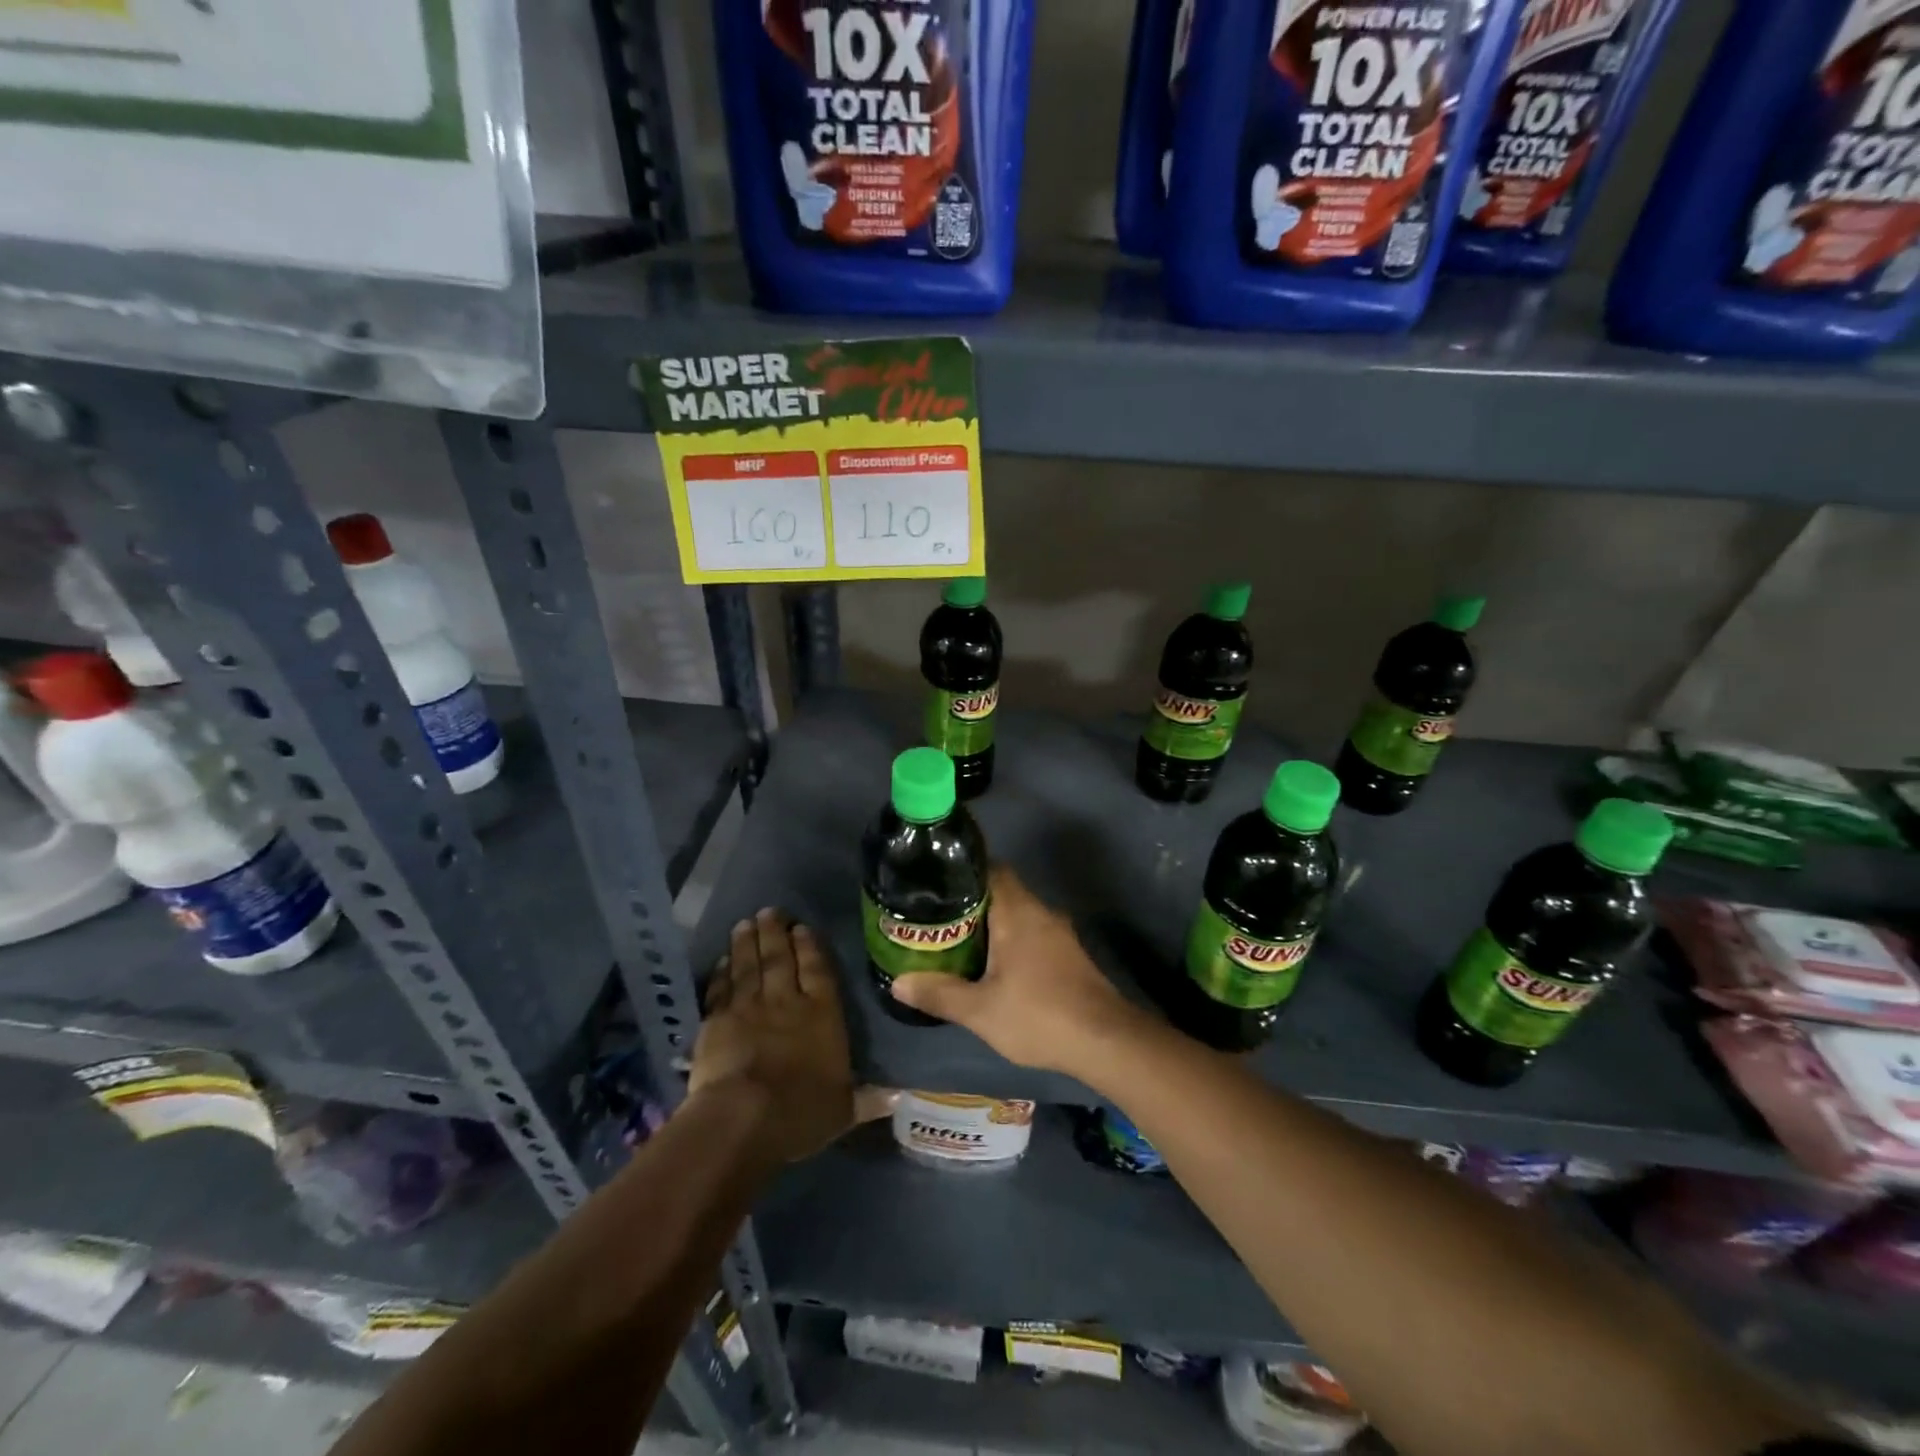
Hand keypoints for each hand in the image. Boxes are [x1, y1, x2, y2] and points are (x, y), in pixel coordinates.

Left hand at [689, 909, 854, 1162]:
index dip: (810, 947)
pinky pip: (721, 989)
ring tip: (745, 923)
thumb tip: (899, 1095)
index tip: (802, 927)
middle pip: (781, 958)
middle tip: (769, 911)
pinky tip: (721, 959)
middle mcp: (787, 1001)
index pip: (818, 970)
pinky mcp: (717, 1021)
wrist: (744, 1118)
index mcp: (822, 1014)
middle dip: (776, 933)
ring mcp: (749, 1007)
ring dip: (747, 943)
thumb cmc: (801, 1112)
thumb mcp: (843, 1110)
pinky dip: (722, 972)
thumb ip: (867, 1098)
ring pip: (749, 966)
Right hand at [889, 866, 1143, 1076]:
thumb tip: (898, 983)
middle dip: (970, 903)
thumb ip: (939, 994)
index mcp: (1018, 911)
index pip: (990, 870)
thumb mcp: (980, 1011)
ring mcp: (1059, 933)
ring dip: (991, 925)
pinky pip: (1032, 933)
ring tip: (958, 942)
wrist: (1106, 1041)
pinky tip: (994, 966)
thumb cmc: (1039, 1015)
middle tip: (937, 919)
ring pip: (1018, 914)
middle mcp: (1040, 912)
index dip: (962, 873)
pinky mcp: (1069, 954)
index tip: (935, 885)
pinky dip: (1011, 941)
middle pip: (1001, 891)